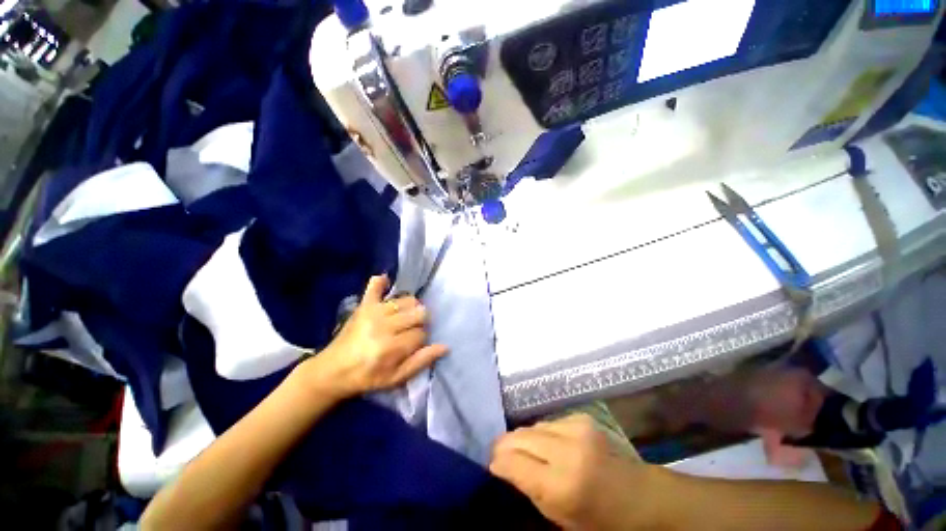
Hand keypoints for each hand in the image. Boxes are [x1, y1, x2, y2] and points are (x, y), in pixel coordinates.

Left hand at [299, 274, 446, 399]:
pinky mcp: (364, 305)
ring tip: (402, 319)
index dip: (420, 341)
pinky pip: (375, 285)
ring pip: (408, 300)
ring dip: (410, 308)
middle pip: (419, 313)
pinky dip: (382, 282)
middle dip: (419, 323)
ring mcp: (373, 311)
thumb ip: (421, 361)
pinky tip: (388, 284)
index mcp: (391, 347)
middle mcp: (384, 325)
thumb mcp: (396, 378)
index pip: (421, 334)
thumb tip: (445, 346)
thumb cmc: (367, 377)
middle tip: (408, 332)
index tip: (411, 347)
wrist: (333, 370)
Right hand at [490, 414, 653, 530]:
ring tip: (524, 451)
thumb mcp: (561, 518)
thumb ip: (529, 489)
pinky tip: (548, 445)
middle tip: (500, 455)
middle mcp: (566, 449)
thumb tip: (502, 466)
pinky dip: (542, 433)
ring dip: (524, 438)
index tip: (491, 465)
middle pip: (519, 436)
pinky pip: (549, 422)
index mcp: (561, 484)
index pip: (512, 461)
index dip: (497, 461)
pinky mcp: (581, 417)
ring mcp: (576, 428)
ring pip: (532, 426)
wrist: (643, 496)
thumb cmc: (602, 520)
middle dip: (505, 445)